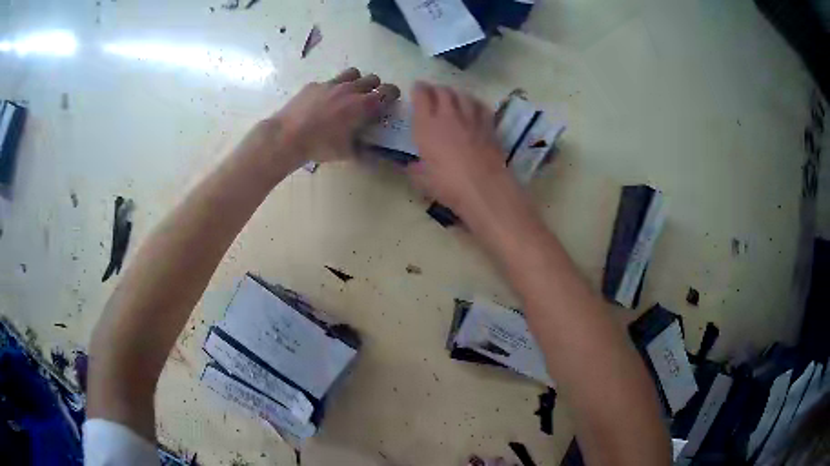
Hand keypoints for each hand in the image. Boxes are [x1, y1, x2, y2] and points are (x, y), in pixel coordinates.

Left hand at [269, 68, 399, 164]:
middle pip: (372, 78)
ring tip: (348, 95)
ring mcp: (331, 84)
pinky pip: (329, 81)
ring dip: (356, 81)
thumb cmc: (320, 146)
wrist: (287, 137)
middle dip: (375, 87)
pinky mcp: (314, 85)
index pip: (388, 91)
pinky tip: (322, 102)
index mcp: (363, 105)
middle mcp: (350, 89)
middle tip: (369, 100)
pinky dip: (331, 89)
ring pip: (352, 73)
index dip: (392, 94)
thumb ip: (364, 150)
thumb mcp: (346, 153)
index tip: (390, 101)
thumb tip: (374, 152)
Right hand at [406, 82, 519, 221]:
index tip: (417, 88)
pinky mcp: (489, 126)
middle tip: (433, 93)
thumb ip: (416, 170)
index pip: (422, 96)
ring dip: (455, 93)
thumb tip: (412, 166)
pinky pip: (480, 106)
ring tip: (453, 97)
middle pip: (443, 91)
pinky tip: (473, 107)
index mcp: (427, 126)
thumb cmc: (448, 184)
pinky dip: (474, 103)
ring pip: (463, 95)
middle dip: (436, 89)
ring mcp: (471, 118)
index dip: (419, 89)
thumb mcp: (423, 181)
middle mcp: (448, 115)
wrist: (483, 187)